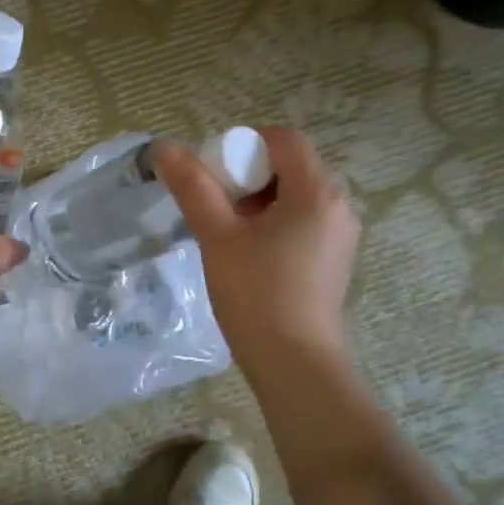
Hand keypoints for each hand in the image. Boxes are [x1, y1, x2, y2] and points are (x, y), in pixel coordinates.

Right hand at [154, 128, 359, 371]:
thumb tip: (164, 147)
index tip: (213, 172)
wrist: (294, 364)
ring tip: (226, 230)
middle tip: (214, 203)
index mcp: (317, 193)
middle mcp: (338, 206)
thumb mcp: (218, 236)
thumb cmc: (256, 295)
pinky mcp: (333, 260)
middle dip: (247, 175)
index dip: (244, 144)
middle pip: (290, 166)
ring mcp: (340, 236)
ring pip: (294, 196)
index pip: (284, 140)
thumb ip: (192, 187)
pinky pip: (302, 221)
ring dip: (258, 200)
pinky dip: (273, 223)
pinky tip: (248, 253)